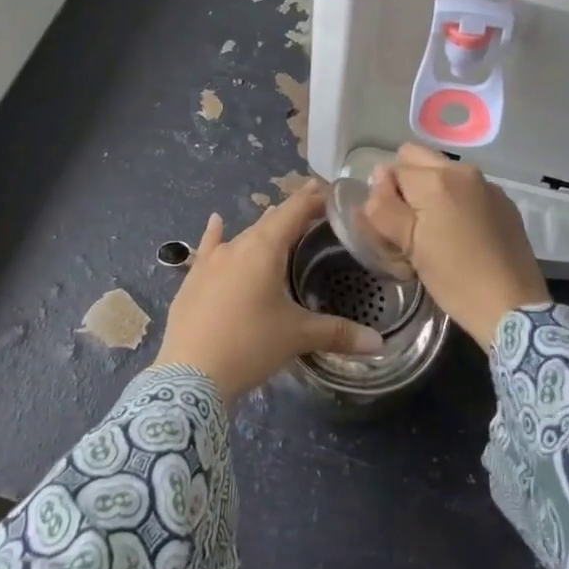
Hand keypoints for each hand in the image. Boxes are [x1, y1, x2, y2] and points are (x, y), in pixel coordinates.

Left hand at [155, 182, 384, 401]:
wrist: (189, 375)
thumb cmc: (250, 345)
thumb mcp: (297, 337)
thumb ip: (338, 334)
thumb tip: (379, 344)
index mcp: (265, 248)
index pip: (294, 211)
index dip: (313, 199)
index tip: (330, 193)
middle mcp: (237, 245)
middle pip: (270, 221)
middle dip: (292, 216)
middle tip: (314, 214)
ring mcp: (210, 261)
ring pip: (243, 236)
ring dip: (262, 229)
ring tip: (277, 222)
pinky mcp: (193, 279)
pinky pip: (209, 248)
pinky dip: (216, 235)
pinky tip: (216, 222)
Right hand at [362, 144, 548, 349]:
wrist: (513, 307)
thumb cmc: (454, 279)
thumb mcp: (408, 246)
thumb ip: (383, 207)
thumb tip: (378, 178)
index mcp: (436, 179)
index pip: (391, 170)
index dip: (385, 197)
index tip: (392, 228)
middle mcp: (462, 170)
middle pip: (416, 157)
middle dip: (405, 182)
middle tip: (408, 222)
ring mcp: (487, 184)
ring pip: (442, 171)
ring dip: (430, 191)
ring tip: (435, 231)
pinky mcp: (503, 202)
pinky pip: (466, 188)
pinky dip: (455, 201)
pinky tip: (461, 235)